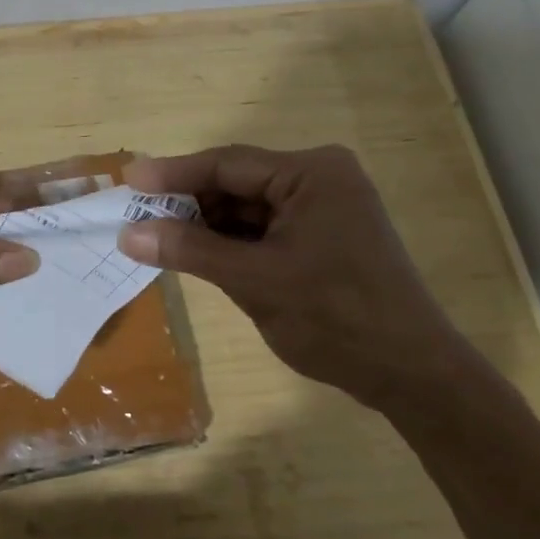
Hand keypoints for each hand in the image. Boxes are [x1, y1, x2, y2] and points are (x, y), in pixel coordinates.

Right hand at [118, 145, 477, 411]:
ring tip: (160, 239)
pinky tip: (200, 255)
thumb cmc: (336, 318)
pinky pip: (265, 229)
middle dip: (189, 203)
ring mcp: (324, 208)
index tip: (127, 180)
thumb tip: (129, 234)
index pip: (227, 164)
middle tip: (138, 217)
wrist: (412, 375)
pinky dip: (232, 243)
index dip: (173, 174)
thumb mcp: (255, 281)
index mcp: (312, 172)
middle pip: (237, 183)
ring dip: (208, 226)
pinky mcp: (323, 236)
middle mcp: (320, 179)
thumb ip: (190, 250)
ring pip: (248, 208)